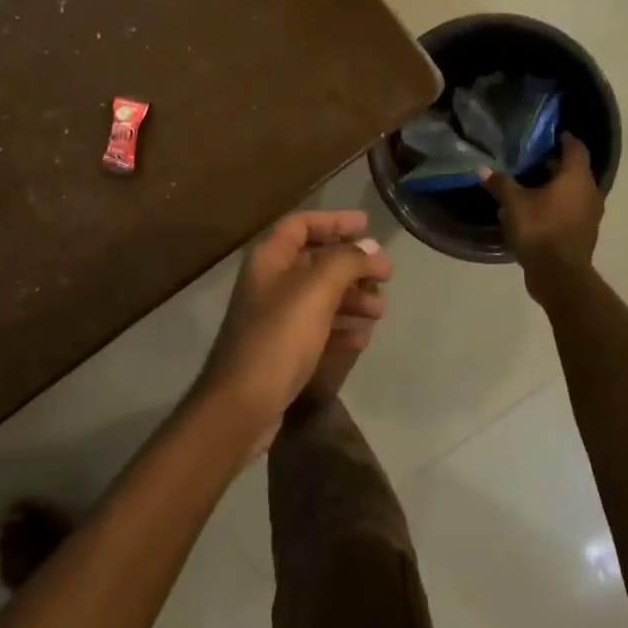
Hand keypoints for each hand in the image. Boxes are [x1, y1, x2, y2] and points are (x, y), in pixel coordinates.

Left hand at [195, 211, 392, 452]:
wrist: (242, 406)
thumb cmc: (278, 338)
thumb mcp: (316, 291)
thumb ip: (346, 262)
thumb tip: (371, 249)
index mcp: (269, 260)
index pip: (301, 224)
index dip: (334, 221)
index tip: (367, 226)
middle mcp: (269, 283)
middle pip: (315, 261)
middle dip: (351, 266)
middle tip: (384, 277)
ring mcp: (274, 319)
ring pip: (320, 297)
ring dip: (351, 299)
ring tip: (380, 312)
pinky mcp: (282, 351)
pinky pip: (317, 329)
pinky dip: (340, 328)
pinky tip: (362, 338)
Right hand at [480, 134, 603, 292]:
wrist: (559, 274)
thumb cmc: (539, 229)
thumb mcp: (513, 203)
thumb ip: (500, 184)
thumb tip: (482, 169)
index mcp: (577, 179)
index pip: (576, 149)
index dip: (565, 139)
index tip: (553, 134)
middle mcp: (590, 193)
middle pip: (575, 171)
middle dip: (555, 165)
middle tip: (533, 159)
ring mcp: (590, 215)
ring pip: (573, 193)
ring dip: (556, 188)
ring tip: (530, 185)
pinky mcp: (584, 234)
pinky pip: (571, 211)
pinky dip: (556, 206)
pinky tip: (535, 211)